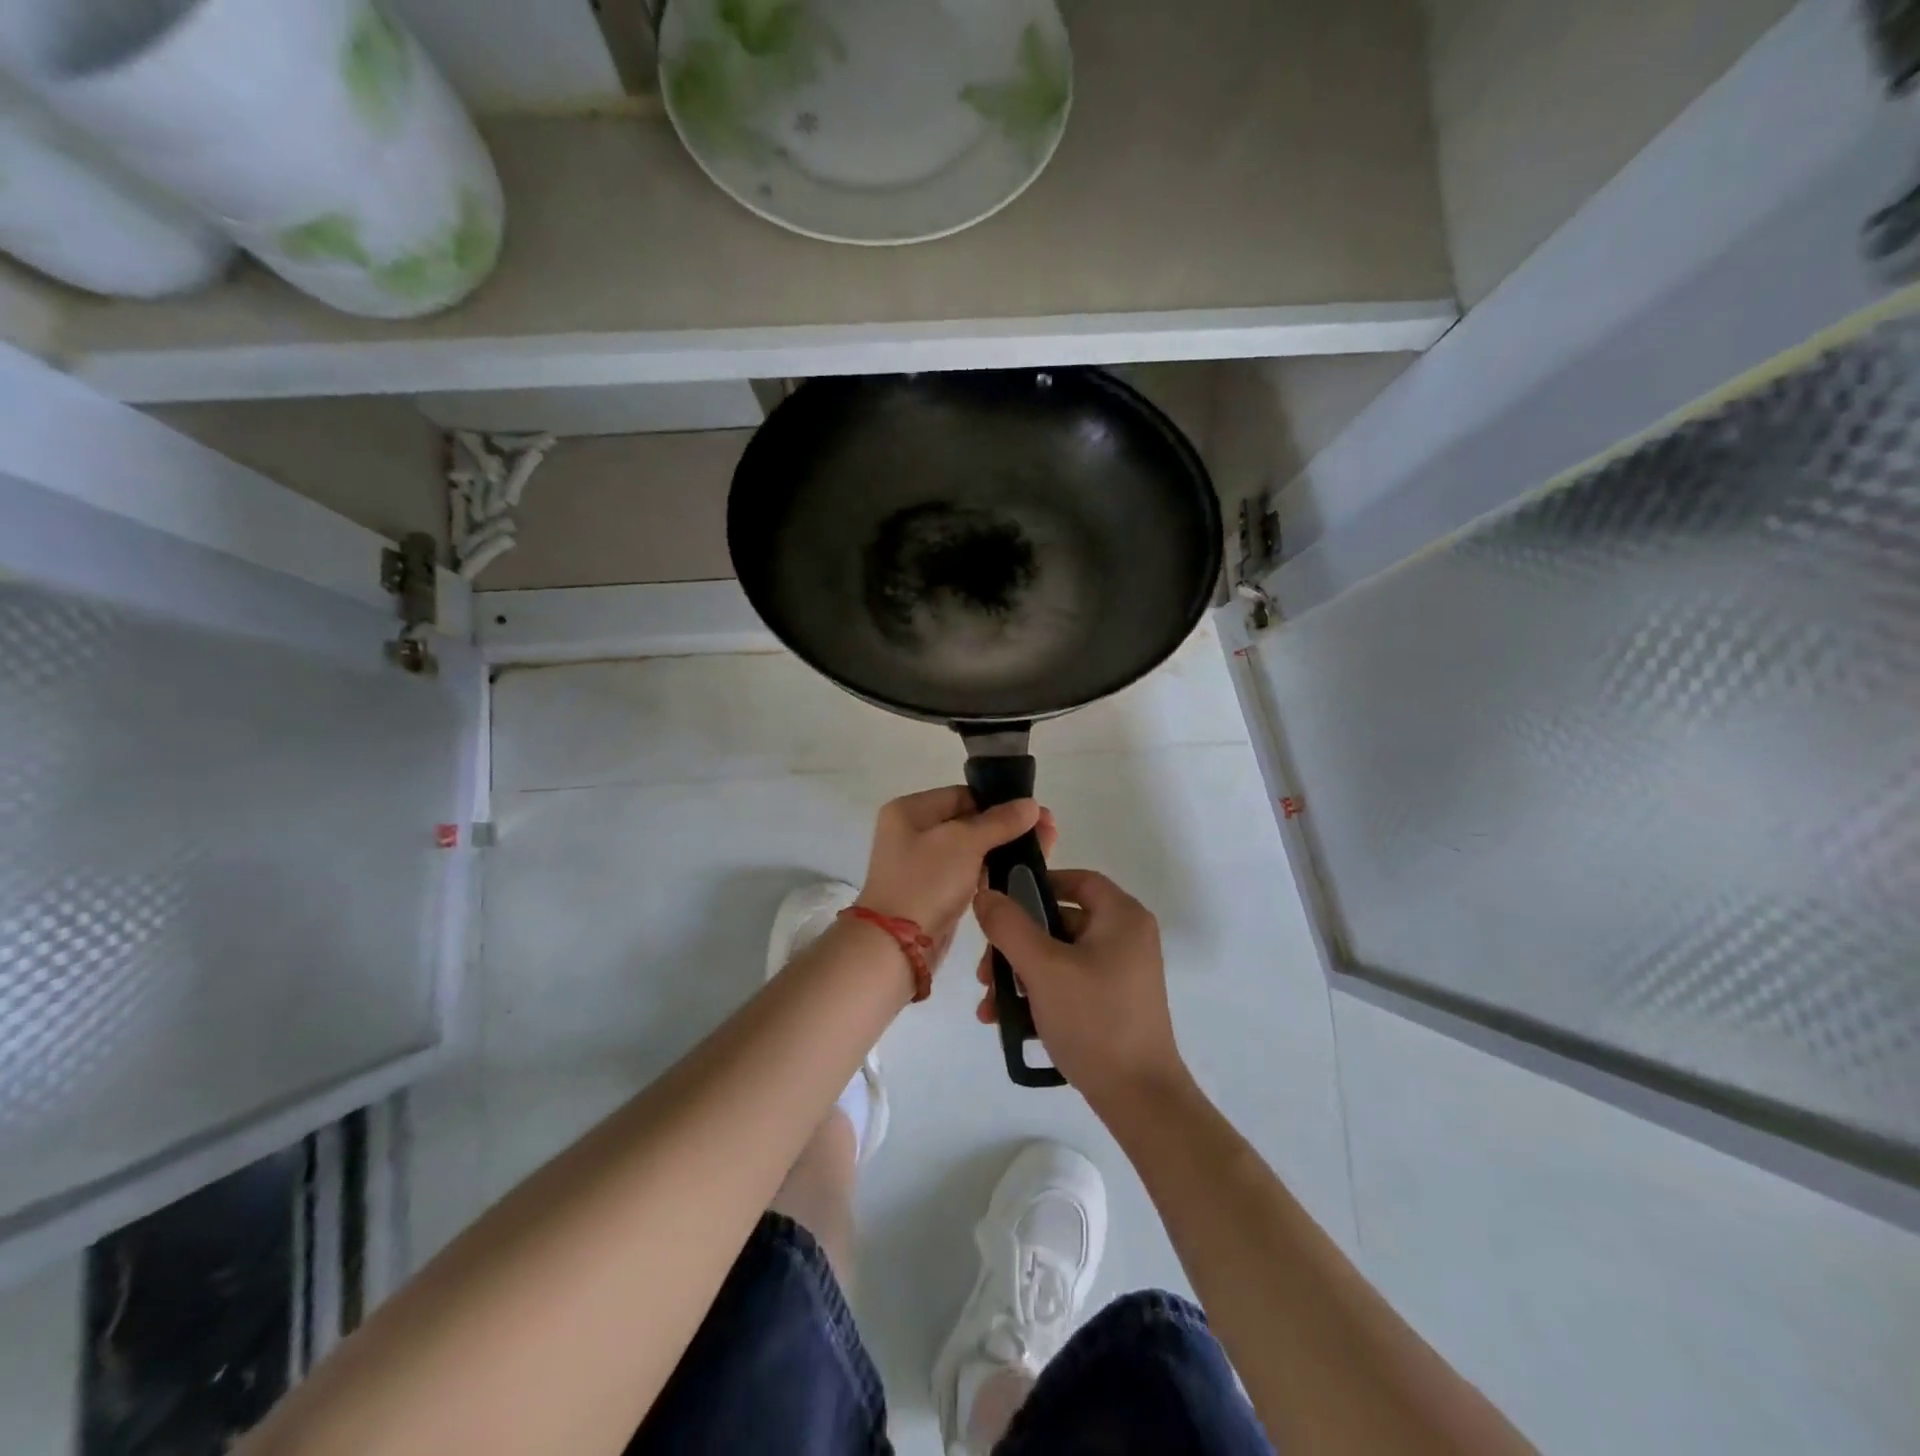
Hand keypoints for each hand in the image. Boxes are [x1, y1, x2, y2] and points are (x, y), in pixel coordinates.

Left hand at [857, 787, 1040, 967]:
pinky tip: (1022, 872)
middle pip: (969, 822)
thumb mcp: (964, 843)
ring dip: (1004, 850)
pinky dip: (991, 872)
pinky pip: (968, 874)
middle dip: (1008, 826)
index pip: (962, 795)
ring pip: (972, 850)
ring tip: (1045, 850)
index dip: (999, 801)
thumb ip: (999, 822)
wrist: (896, 947)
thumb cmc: (926, 883)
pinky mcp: (935, 893)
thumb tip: (1031, 804)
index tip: (1035, 811)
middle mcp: (913, 833)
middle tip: (1049, 830)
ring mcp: (923, 865)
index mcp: (910, 811)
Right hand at [973, 868, 1186, 1111]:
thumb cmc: (1094, 1020)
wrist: (1139, 1098)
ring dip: (1019, 974)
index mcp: (1122, 917)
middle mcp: (1126, 937)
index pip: (1077, 880)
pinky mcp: (1113, 1002)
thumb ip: (1010, 926)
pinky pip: (1069, 982)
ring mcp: (1121, 972)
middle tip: (986, 970)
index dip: (1037, 885)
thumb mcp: (1043, 968)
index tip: (1001, 904)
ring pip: (1058, 956)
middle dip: (1016, 944)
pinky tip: (1007, 1020)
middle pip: (1060, 921)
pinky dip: (1039, 993)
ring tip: (990, 1005)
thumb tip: (985, 894)